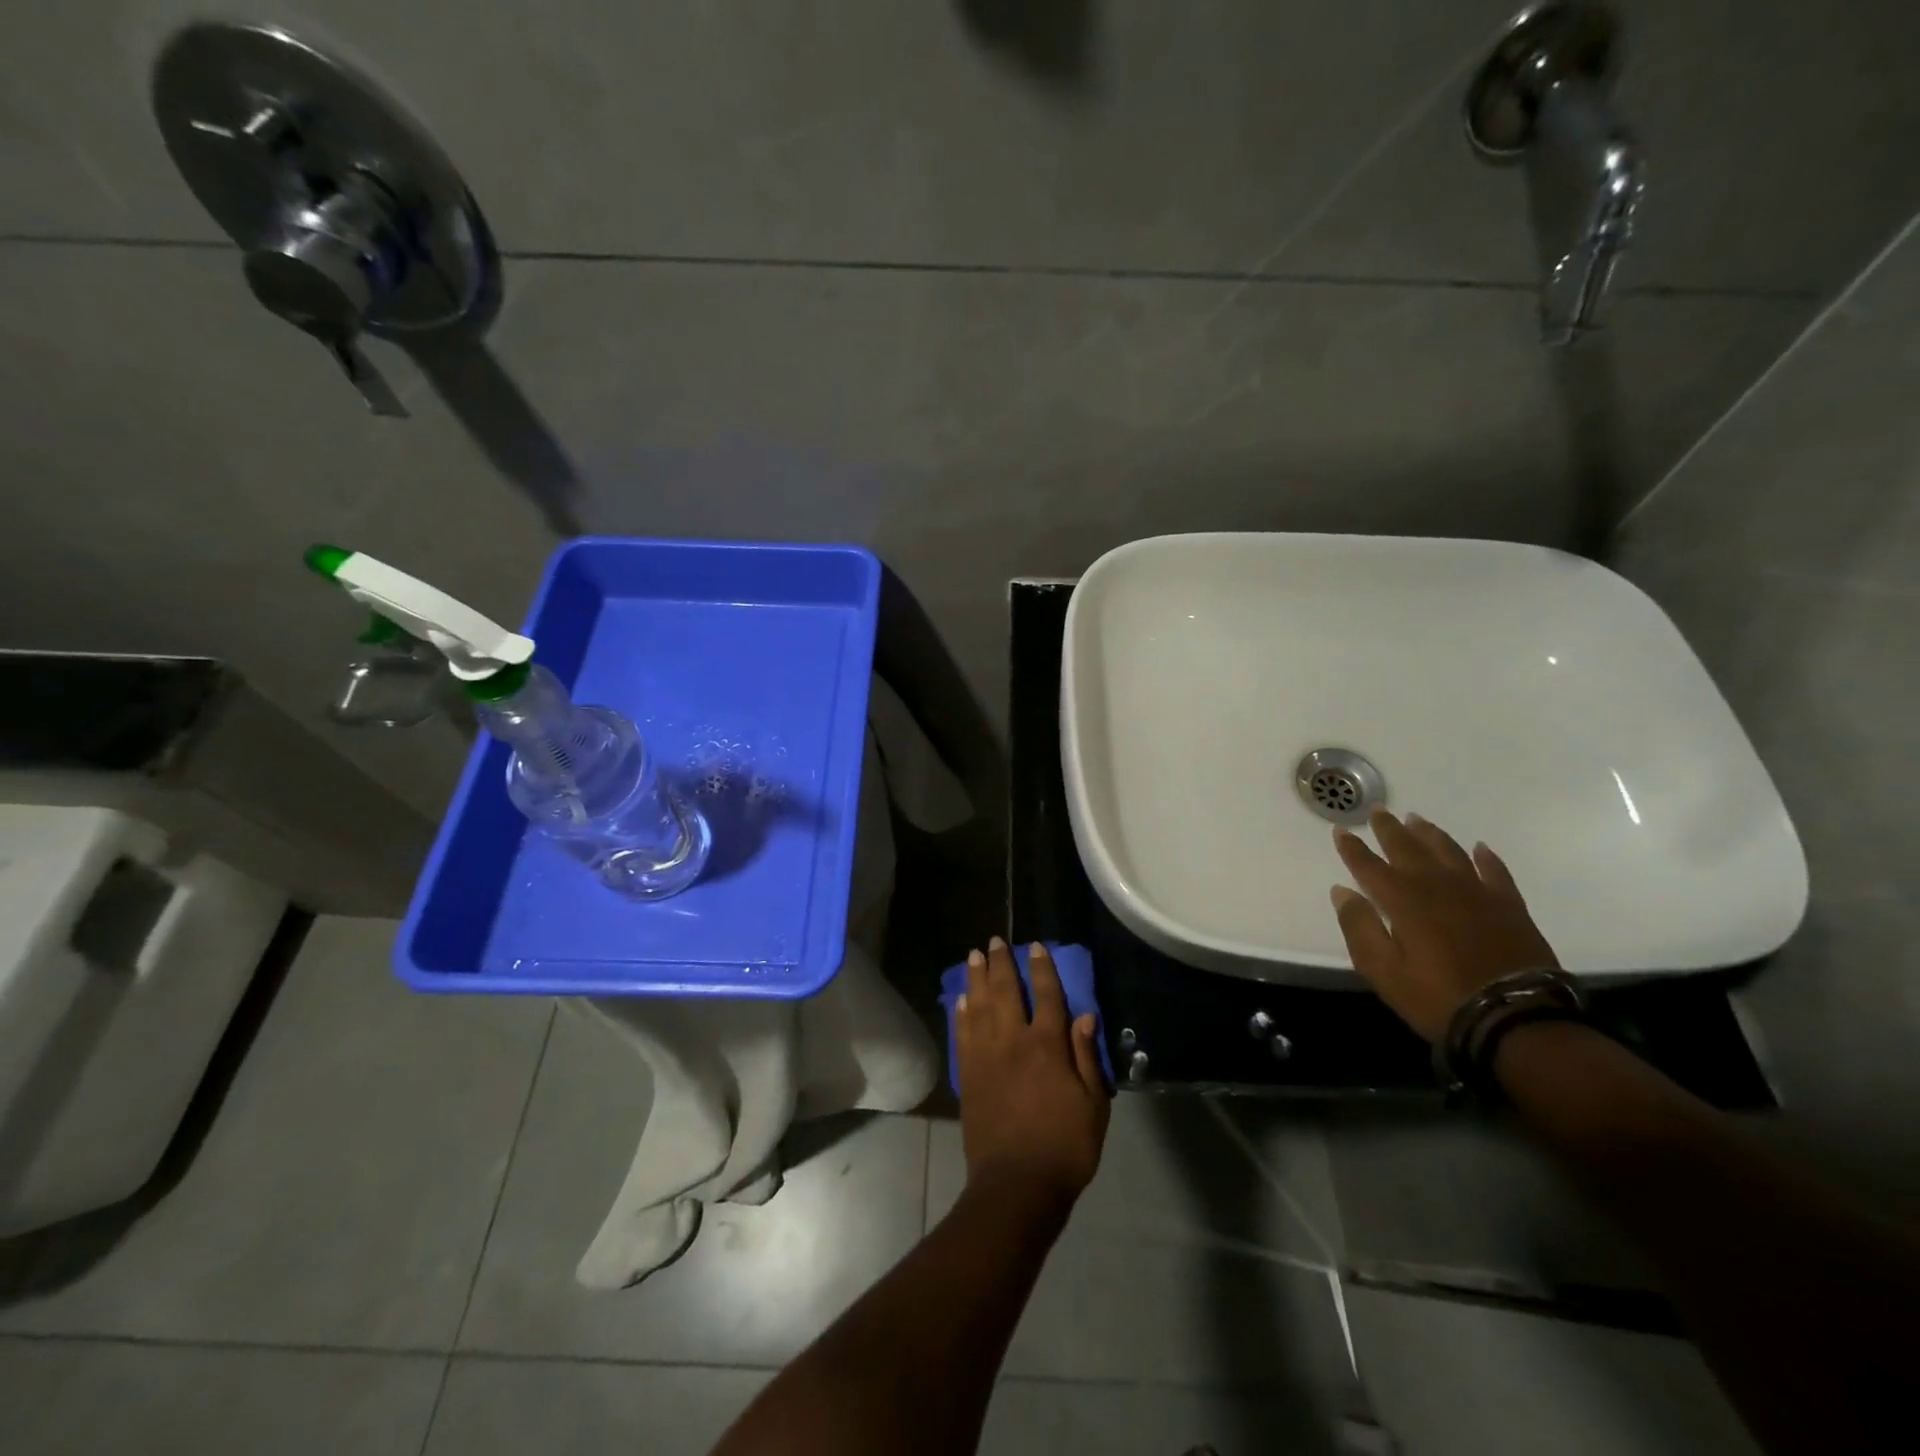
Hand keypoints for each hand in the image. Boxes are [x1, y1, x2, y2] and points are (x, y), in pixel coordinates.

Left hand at [955, 938, 1109, 1209]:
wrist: (1016, 1185)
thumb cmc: (1065, 1147)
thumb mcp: (1093, 1106)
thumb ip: (1086, 1057)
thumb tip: (1085, 1015)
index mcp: (1047, 1047)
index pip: (1047, 996)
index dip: (1042, 969)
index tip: (1035, 947)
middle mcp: (1013, 1042)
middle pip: (1006, 991)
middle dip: (1001, 963)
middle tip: (995, 941)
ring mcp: (985, 1057)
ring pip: (979, 1005)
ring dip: (976, 978)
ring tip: (974, 956)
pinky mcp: (967, 1075)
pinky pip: (962, 1034)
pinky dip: (961, 1013)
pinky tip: (961, 999)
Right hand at [1330, 808, 1561, 1042]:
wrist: (1516, 1018)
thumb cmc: (1438, 997)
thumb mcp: (1383, 971)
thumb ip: (1359, 928)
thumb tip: (1343, 892)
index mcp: (1402, 900)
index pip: (1368, 866)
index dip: (1352, 848)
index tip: (1340, 829)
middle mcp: (1437, 886)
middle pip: (1408, 848)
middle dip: (1389, 829)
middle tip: (1379, 810)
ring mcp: (1477, 893)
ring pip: (1448, 851)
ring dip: (1430, 834)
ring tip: (1417, 819)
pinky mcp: (1509, 906)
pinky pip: (1495, 871)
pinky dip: (1485, 857)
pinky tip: (1479, 848)